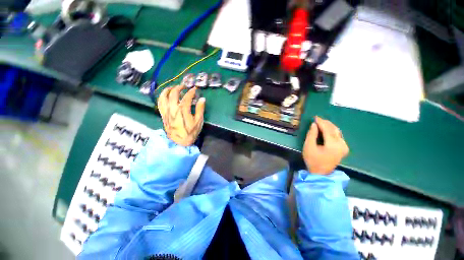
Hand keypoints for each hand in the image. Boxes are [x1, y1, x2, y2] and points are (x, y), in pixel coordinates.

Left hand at [157, 85, 205, 146]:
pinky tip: (165, 95)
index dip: (191, 92)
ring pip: (163, 97)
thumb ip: (200, 109)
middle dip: (179, 88)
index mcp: (183, 110)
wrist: (180, 142)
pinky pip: (159, 103)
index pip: (186, 97)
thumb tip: (202, 99)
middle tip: (184, 87)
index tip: (194, 89)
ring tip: (173, 88)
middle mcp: (173, 109)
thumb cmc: (191, 132)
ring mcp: (166, 111)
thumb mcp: (198, 121)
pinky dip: (162, 97)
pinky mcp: (163, 115)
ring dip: (168, 90)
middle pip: (173, 94)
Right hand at [302, 116, 348, 174]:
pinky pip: (338, 136)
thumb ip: (311, 135)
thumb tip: (314, 124)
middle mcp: (342, 144)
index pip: (328, 129)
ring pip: (337, 132)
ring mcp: (344, 147)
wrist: (321, 173)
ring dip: (329, 126)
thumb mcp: (308, 147)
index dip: (321, 122)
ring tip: (321, 123)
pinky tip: (326, 129)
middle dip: (325, 123)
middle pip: (334, 129)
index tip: (315, 117)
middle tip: (317, 119)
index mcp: (333, 145)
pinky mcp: (344, 148)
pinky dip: (332, 131)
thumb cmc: (313, 160)